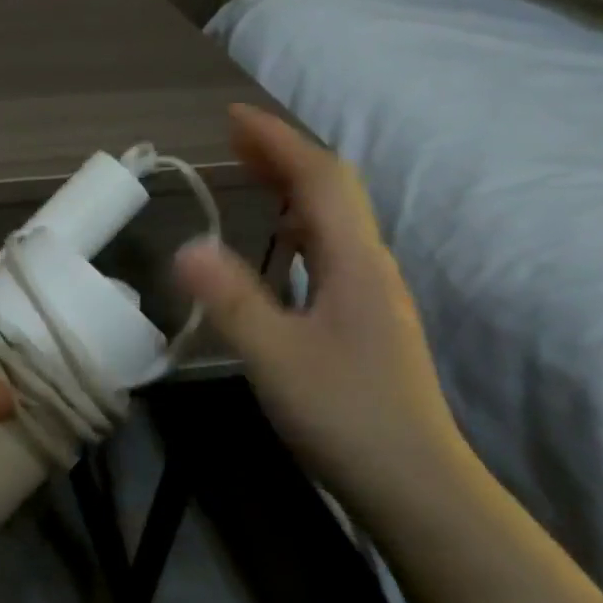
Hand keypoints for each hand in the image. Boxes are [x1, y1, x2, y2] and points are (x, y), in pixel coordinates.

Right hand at [173, 105, 472, 517]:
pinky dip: (299, 228)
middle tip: (235, 140)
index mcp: (354, 263)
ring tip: (252, 178)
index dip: (278, 142)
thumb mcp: (276, 356)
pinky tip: (280, 247)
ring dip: (293, 189)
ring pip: (334, 223)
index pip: (319, 180)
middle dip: (284, 157)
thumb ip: (231, 299)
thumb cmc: (346, 416)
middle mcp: (370, 268)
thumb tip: (185, 244)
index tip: (233, 116)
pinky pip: (330, 252)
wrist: (416, 486)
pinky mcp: (365, 322)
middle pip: (332, 192)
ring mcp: (372, 296)